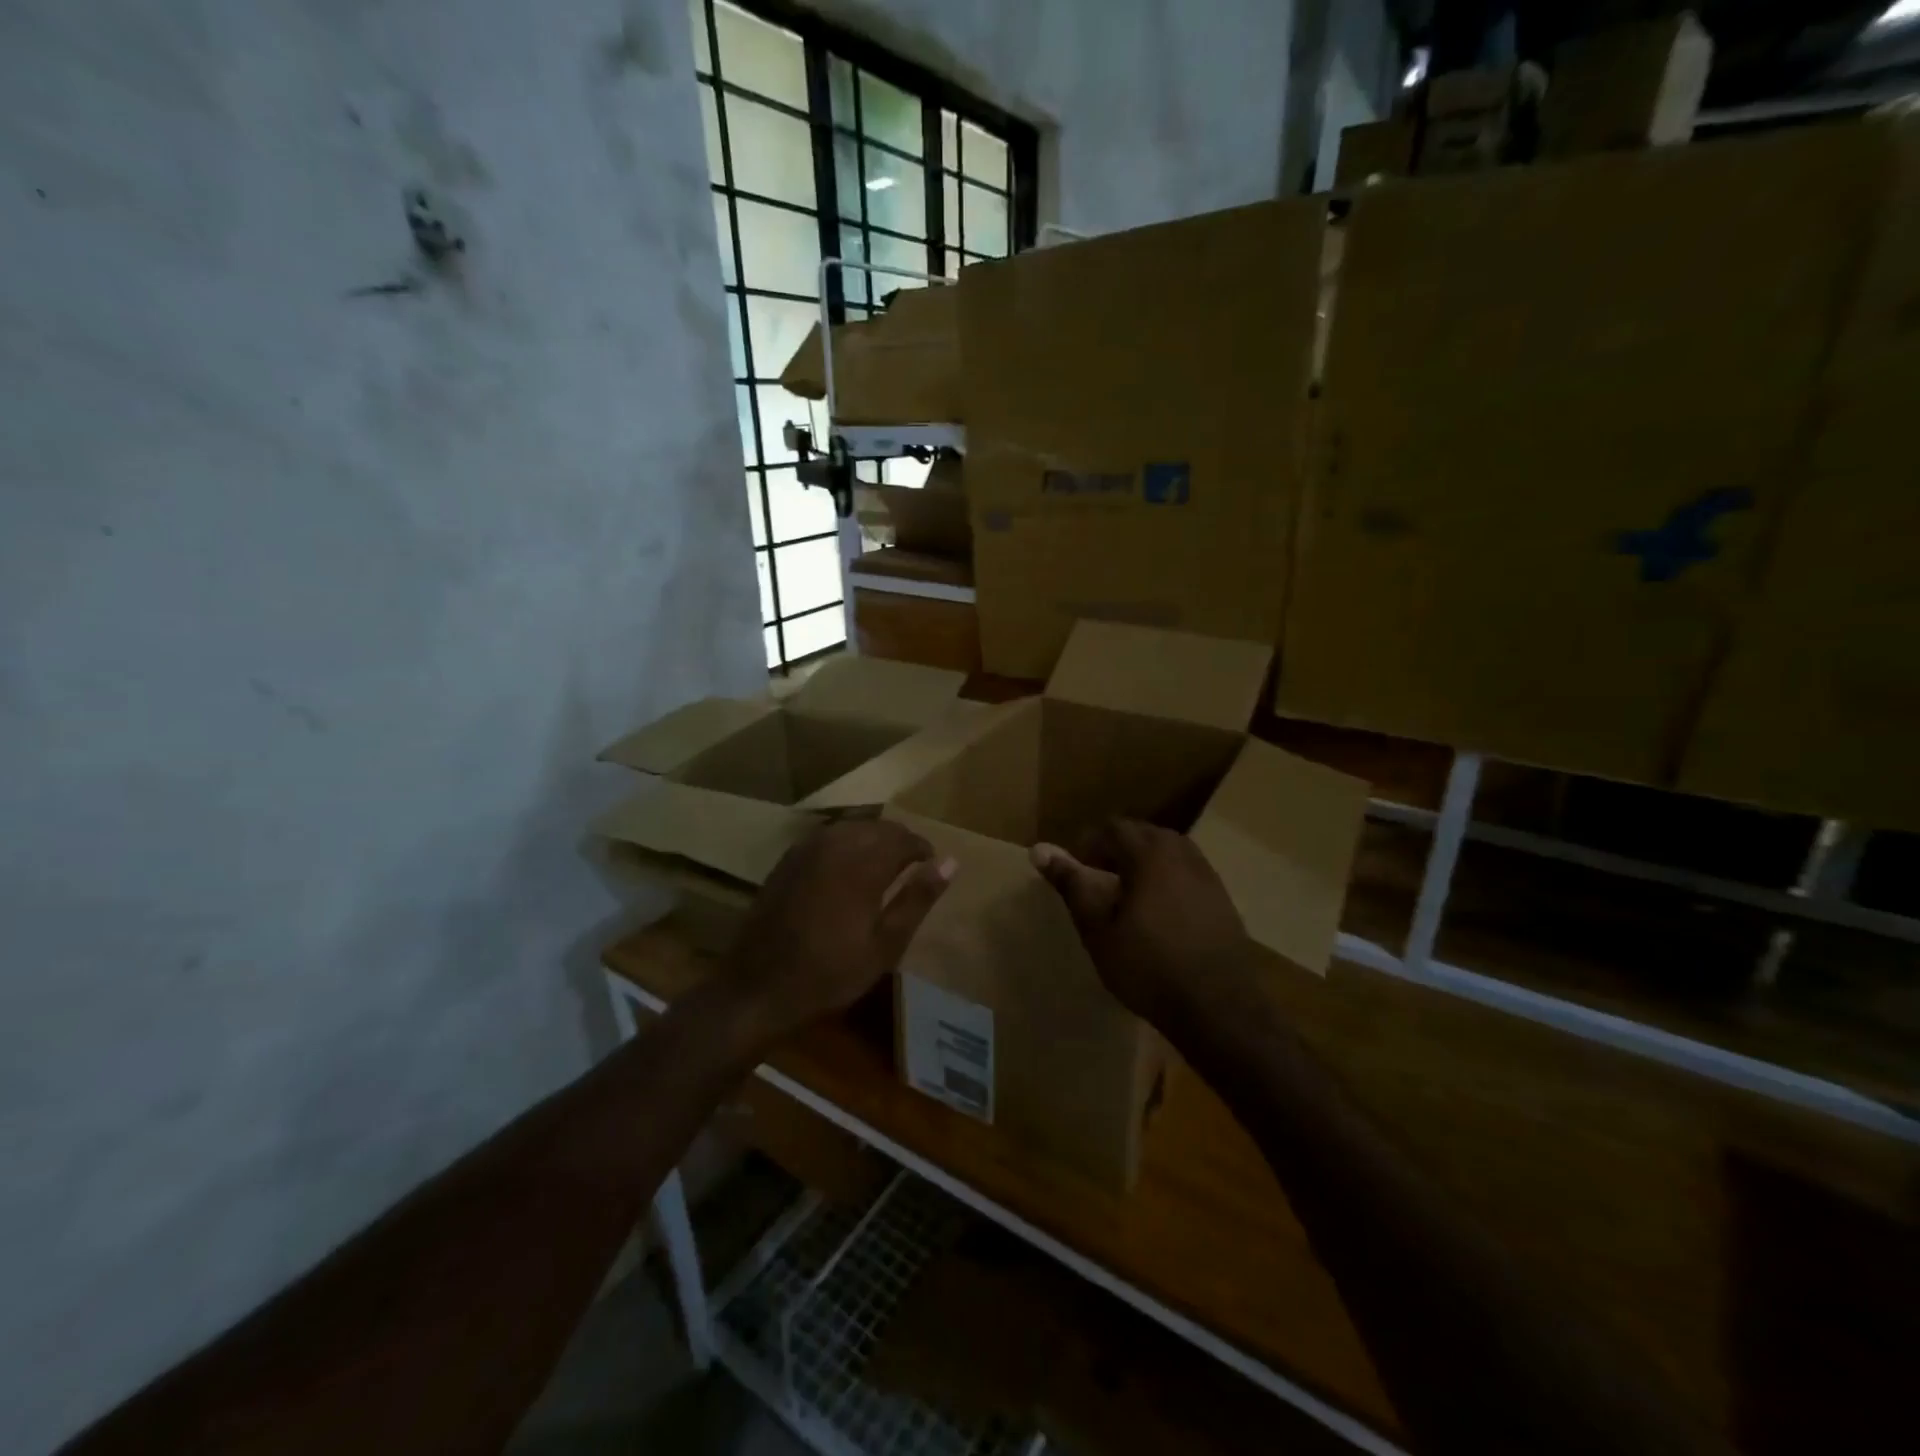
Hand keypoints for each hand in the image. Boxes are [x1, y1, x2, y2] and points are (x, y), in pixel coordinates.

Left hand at [726, 819, 954, 1046]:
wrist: (758, 987)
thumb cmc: (829, 973)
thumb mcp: (885, 945)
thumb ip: (917, 898)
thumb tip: (950, 862)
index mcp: (862, 863)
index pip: (902, 838)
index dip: (922, 848)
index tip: (931, 865)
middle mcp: (834, 845)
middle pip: (877, 827)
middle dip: (898, 841)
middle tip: (912, 866)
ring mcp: (806, 849)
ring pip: (851, 827)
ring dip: (872, 839)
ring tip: (884, 866)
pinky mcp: (787, 860)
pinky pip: (827, 837)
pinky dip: (846, 844)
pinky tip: (848, 868)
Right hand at [1031, 819, 1253, 1029]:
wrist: (1218, 1006)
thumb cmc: (1148, 966)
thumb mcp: (1098, 929)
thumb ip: (1072, 884)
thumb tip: (1039, 849)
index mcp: (1150, 854)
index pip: (1114, 828)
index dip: (1090, 844)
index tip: (1077, 870)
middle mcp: (1182, 854)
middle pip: (1144, 834)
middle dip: (1117, 849)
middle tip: (1098, 879)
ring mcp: (1208, 876)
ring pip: (1169, 851)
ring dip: (1144, 862)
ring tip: (1128, 894)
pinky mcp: (1222, 899)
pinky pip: (1188, 872)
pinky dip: (1167, 879)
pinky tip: (1160, 912)